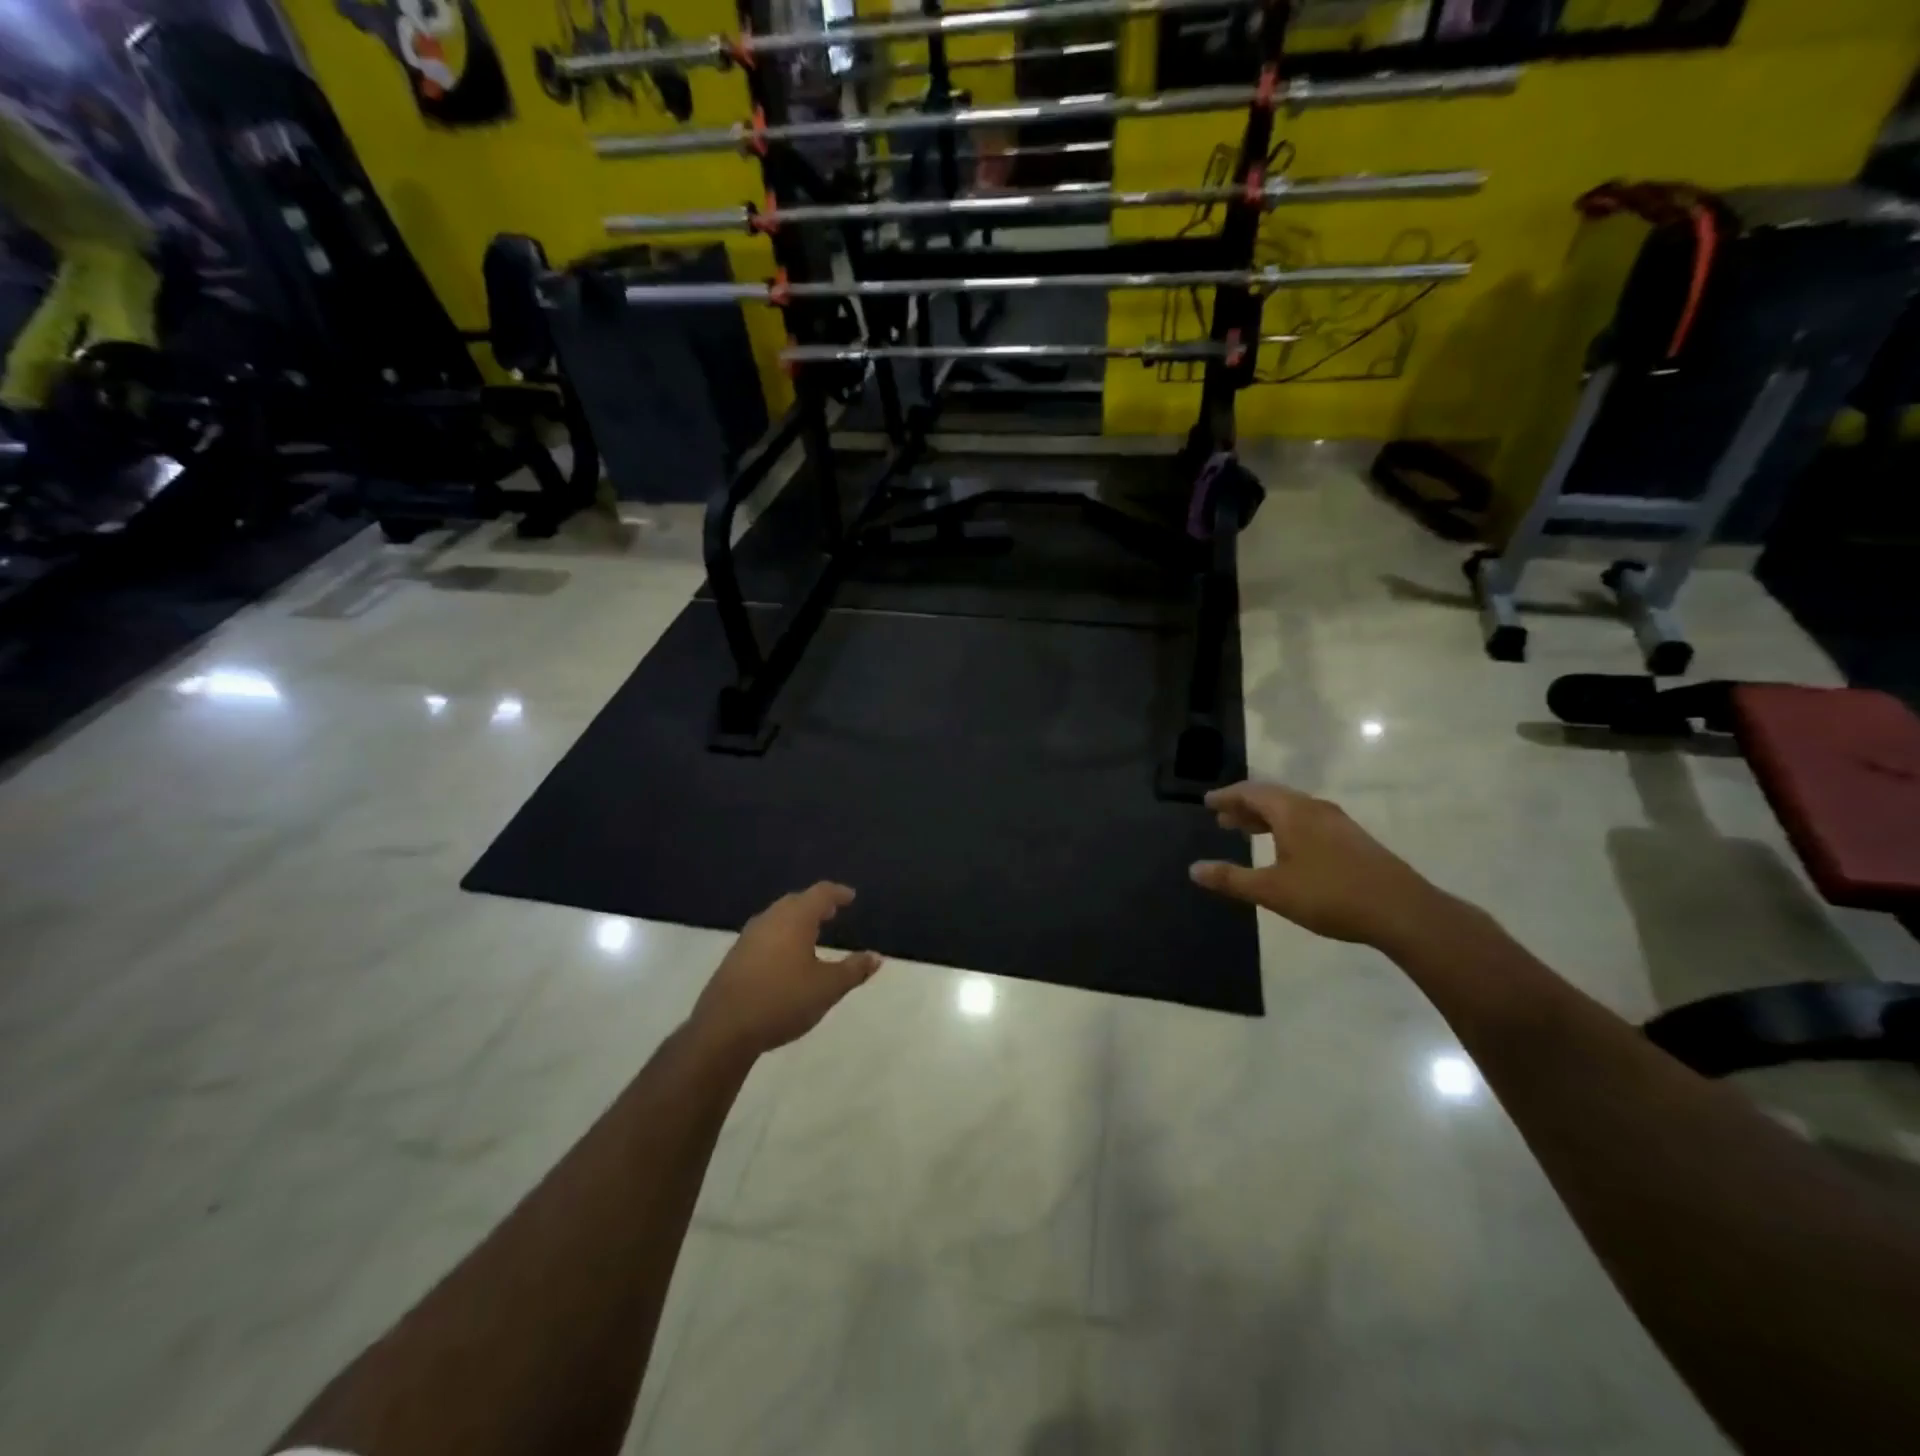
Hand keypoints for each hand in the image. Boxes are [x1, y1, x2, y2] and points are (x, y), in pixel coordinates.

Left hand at [689, 884, 882, 1057]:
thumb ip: (853, 970)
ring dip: (796, 919)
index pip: (820, 893)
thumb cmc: (783, 1000)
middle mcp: (770, 919)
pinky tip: (785, 956)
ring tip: (812, 933)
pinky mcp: (735, 956)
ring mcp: (748, 937)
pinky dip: (781, 935)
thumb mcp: (827, 988)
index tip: (851, 896)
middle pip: (796, 902)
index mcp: (795, 919)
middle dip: (816, 904)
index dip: (837, 893)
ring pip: (777, 917)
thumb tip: (876, 957)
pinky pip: (765, 934)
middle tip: (832, 912)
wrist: (724, 1028)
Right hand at [1190, 781, 1450, 949]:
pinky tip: (1286, 849)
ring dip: (1266, 817)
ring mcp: (1337, 822)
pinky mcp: (1352, 839)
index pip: (1250, 792)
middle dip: (1244, 806)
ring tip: (1247, 832)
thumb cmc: (1329, 895)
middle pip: (1272, 796)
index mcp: (1292, 812)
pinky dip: (1285, 826)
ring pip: (1292, 809)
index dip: (1226, 796)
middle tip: (1222, 819)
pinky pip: (1308, 820)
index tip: (1207, 802)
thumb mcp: (1272, 891)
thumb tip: (1194, 870)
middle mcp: (1314, 808)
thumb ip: (1231, 879)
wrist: (1402, 911)